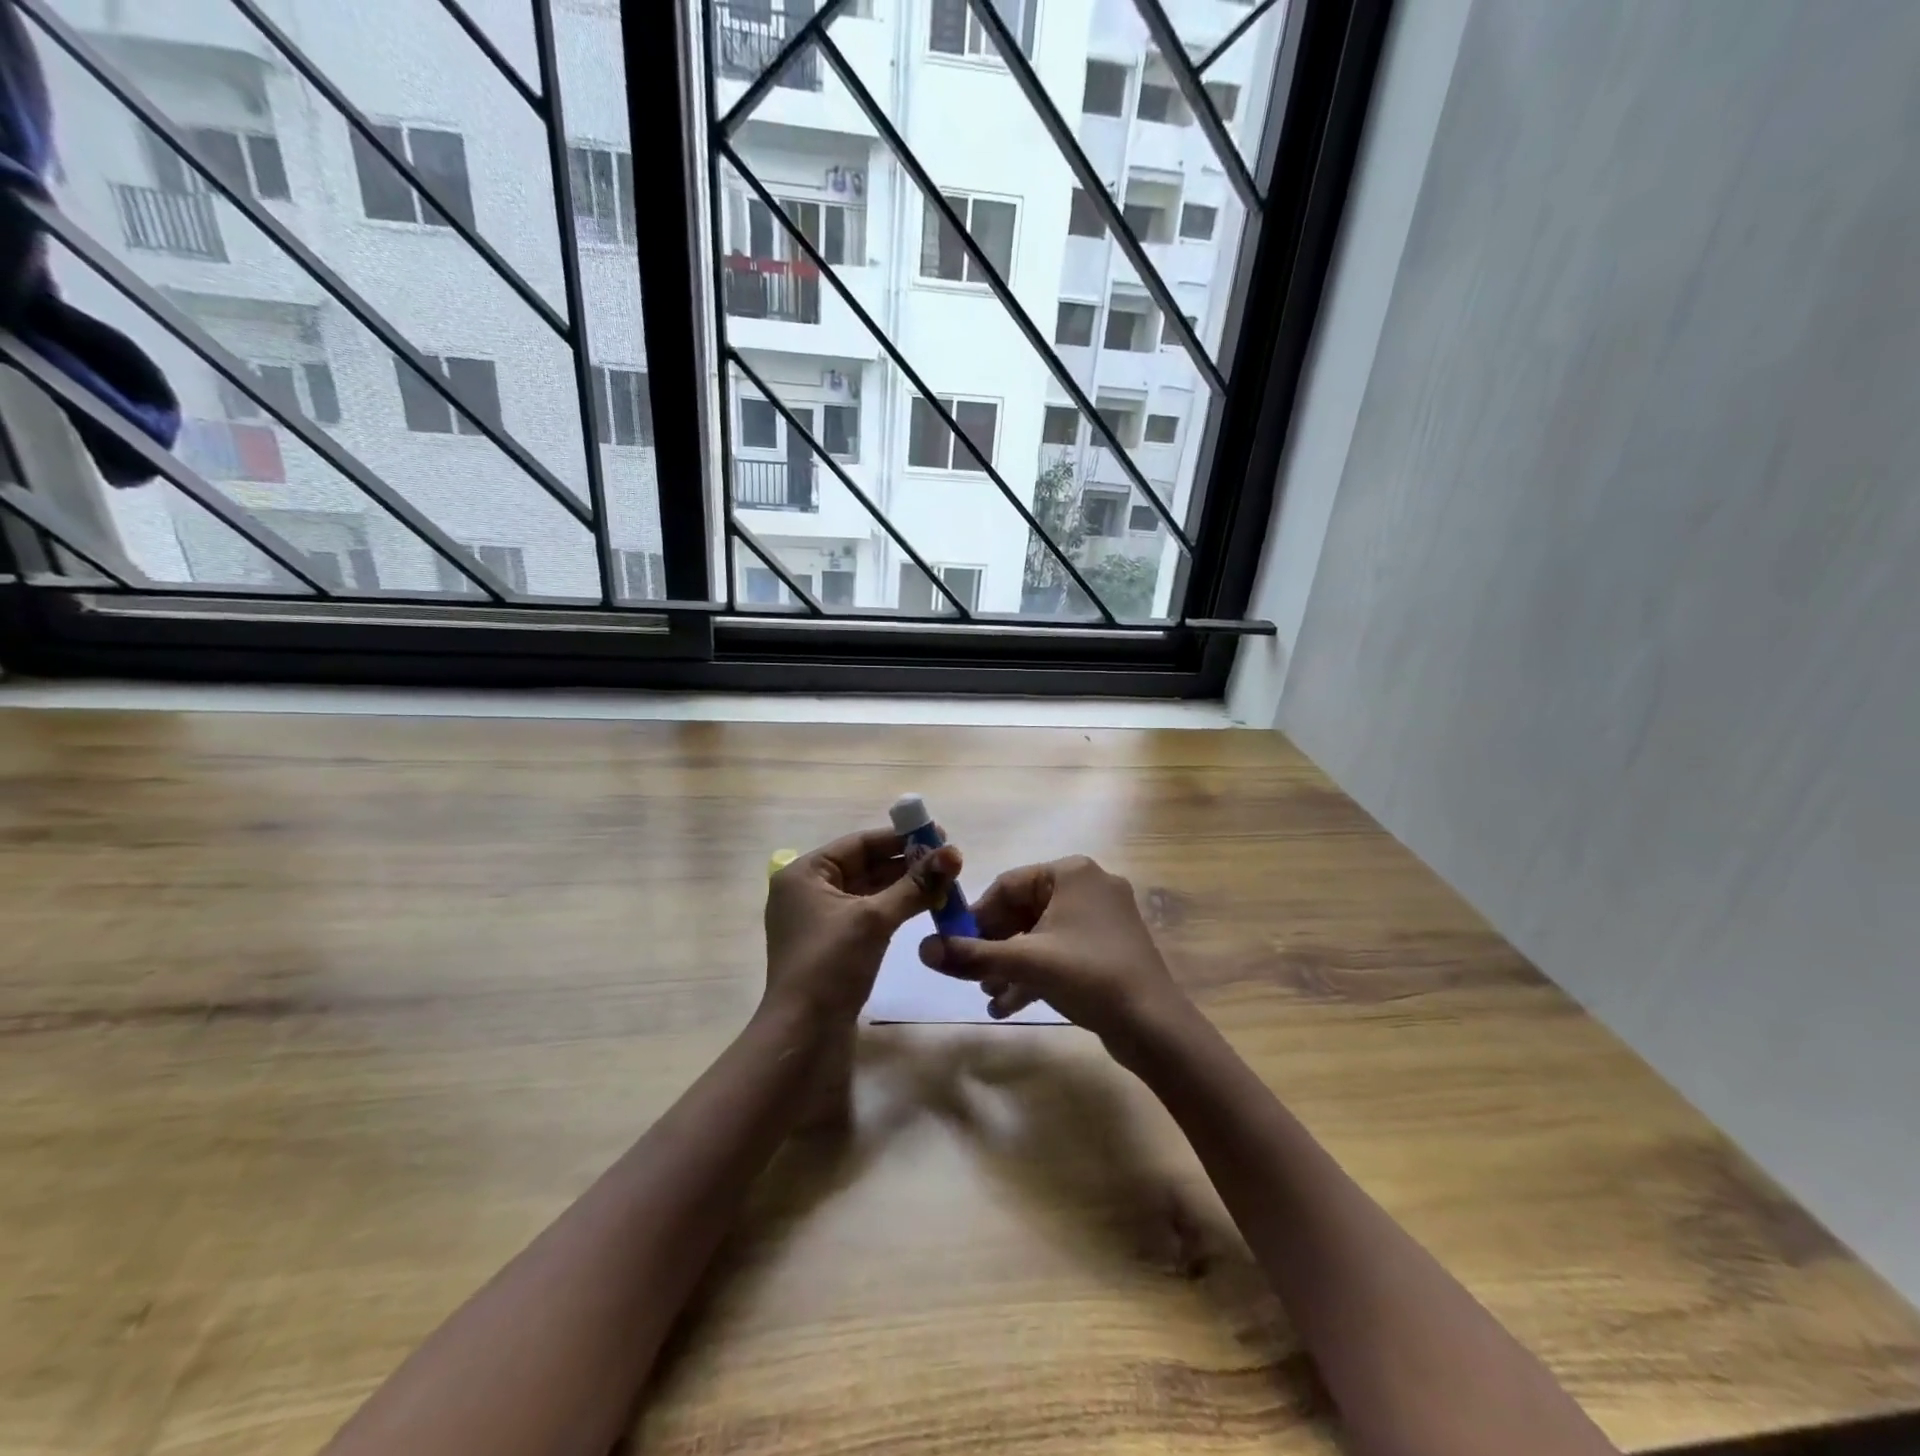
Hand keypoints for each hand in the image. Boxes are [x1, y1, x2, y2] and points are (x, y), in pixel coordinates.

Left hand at [764, 828, 960, 1026]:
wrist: (804, 1035)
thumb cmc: (831, 965)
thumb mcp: (874, 919)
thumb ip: (914, 885)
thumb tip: (953, 854)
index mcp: (805, 874)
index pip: (859, 843)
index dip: (900, 838)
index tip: (937, 834)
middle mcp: (808, 891)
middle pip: (865, 865)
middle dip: (906, 862)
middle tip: (947, 860)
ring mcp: (820, 920)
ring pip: (869, 891)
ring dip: (904, 886)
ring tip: (944, 881)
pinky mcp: (833, 945)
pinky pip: (868, 914)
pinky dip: (895, 908)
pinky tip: (924, 905)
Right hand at [917, 855, 1190, 1052]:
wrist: (1155, 1026)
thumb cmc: (1089, 976)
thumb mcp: (1025, 963)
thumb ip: (972, 955)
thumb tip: (922, 949)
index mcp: (1072, 873)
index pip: (1008, 885)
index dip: (977, 917)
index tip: (955, 946)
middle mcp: (1089, 886)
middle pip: (1023, 911)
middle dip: (995, 947)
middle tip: (971, 975)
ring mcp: (1102, 918)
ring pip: (1041, 935)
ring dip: (1011, 965)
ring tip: (987, 995)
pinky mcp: (1109, 948)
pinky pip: (1061, 952)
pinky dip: (1036, 974)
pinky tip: (1009, 1006)